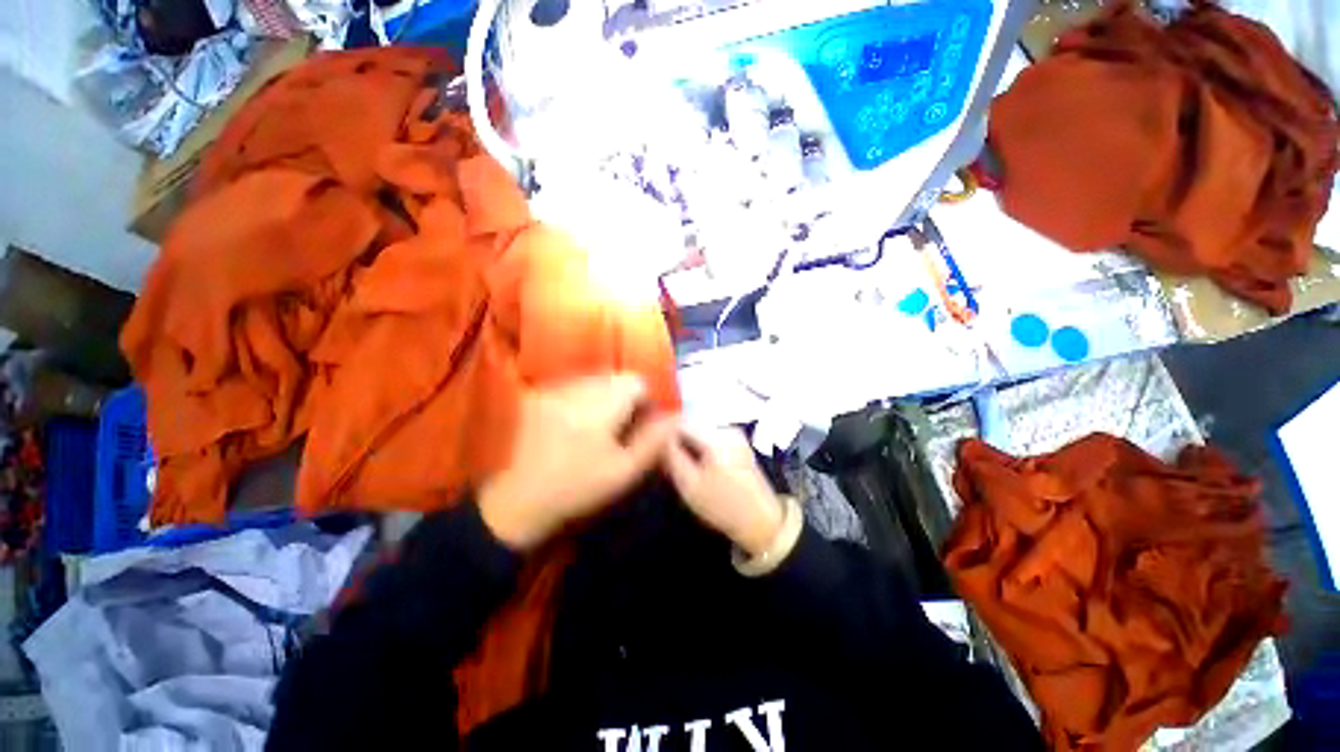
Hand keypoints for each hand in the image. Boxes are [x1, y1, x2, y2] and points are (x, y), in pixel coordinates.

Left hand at [479, 374, 676, 549]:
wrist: (518, 502)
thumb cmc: (578, 488)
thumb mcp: (624, 471)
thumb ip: (654, 440)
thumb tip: (676, 416)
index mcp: (601, 406)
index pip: (636, 381)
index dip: (646, 400)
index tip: (641, 423)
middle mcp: (576, 388)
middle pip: (615, 377)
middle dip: (625, 397)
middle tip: (621, 427)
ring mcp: (553, 389)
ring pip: (593, 379)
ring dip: (604, 396)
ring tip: (598, 427)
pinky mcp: (537, 396)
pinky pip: (571, 386)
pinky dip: (582, 398)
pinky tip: (575, 424)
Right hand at [663, 426, 785, 556]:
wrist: (760, 520)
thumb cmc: (722, 505)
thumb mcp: (689, 485)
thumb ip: (672, 456)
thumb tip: (660, 437)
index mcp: (716, 437)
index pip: (680, 421)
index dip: (664, 432)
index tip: (656, 448)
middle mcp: (726, 427)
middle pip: (691, 422)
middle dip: (676, 436)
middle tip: (668, 458)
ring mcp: (734, 432)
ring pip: (699, 428)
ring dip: (687, 441)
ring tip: (682, 463)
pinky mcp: (738, 440)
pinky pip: (710, 434)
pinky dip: (699, 444)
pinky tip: (697, 462)